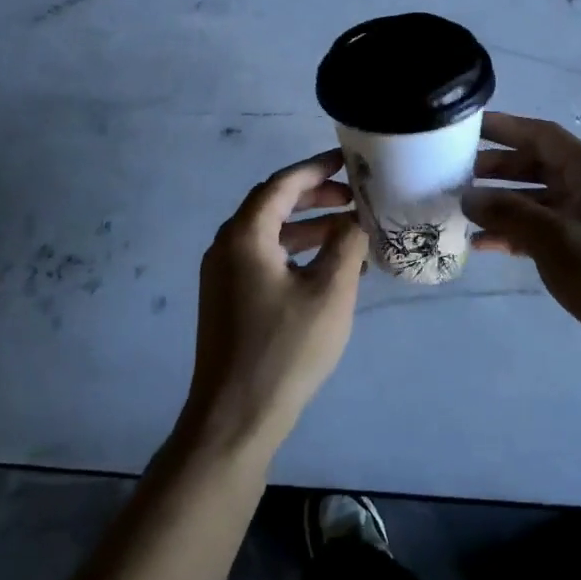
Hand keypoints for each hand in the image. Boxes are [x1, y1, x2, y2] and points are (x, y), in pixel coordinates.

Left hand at [184, 150, 369, 456]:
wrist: (235, 417)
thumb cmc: (285, 349)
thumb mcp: (329, 292)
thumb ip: (346, 245)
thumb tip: (357, 218)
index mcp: (245, 236)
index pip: (281, 185)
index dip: (316, 169)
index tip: (347, 162)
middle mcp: (226, 246)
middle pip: (273, 206)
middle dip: (316, 199)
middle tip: (354, 200)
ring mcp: (223, 275)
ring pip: (270, 235)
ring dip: (309, 229)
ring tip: (350, 234)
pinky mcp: (227, 300)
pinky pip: (264, 260)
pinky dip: (295, 255)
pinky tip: (328, 271)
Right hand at [463, 111, 580, 390]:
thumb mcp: (560, 242)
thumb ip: (511, 214)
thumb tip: (467, 196)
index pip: (544, 136)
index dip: (505, 127)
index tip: (465, 126)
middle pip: (537, 166)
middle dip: (496, 167)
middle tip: (452, 173)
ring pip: (535, 201)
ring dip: (500, 204)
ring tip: (459, 209)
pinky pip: (540, 233)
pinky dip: (512, 234)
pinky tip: (481, 245)